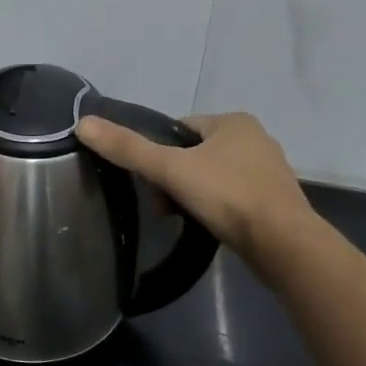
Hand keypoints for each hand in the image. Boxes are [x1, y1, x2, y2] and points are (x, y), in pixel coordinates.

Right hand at [75, 112, 312, 257]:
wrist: (283, 244)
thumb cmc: (227, 195)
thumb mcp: (170, 169)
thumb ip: (127, 148)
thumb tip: (83, 124)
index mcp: (234, 121)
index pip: (178, 128)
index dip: (157, 152)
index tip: (149, 178)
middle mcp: (255, 139)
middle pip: (193, 153)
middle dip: (172, 177)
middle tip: (162, 203)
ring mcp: (267, 171)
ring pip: (210, 176)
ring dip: (191, 194)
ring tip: (180, 217)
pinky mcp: (273, 201)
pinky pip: (229, 196)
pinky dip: (214, 208)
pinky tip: (205, 225)